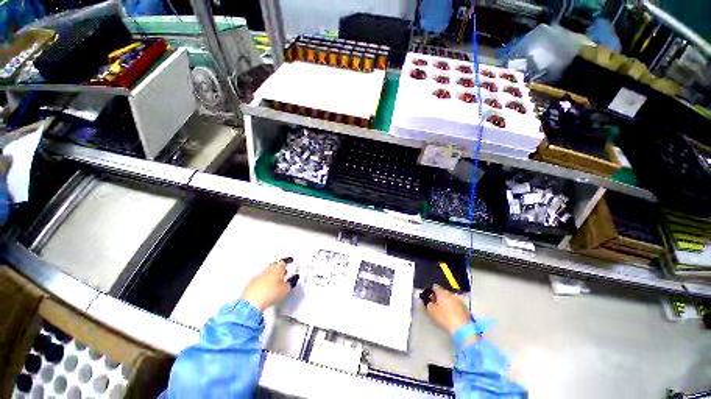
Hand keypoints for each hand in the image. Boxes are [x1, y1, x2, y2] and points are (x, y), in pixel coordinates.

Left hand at [240, 259, 297, 311]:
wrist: (250, 303)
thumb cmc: (270, 294)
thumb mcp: (285, 290)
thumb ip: (290, 283)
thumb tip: (292, 279)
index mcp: (277, 268)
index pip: (283, 262)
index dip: (287, 263)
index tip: (290, 263)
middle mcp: (267, 270)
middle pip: (274, 266)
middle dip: (279, 270)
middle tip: (284, 274)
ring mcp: (258, 276)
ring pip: (267, 273)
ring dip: (271, 276)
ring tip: (276, 283)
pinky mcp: (250, 284)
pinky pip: (260, 280)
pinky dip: (264, 283)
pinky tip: (266, 289)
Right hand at [425, 286, 471, 333]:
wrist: (463, 328)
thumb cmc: (445, 318)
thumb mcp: (431, 311)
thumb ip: (426, 304)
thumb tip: (424, 301)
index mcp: (442, 292)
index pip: (434, 287)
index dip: (430, 292)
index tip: (428, 299)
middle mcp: (451, 293)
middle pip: (443, 293)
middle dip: (439, 298)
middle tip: (435, 305)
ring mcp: (459, 300)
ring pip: (450, 298)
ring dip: (446, 302)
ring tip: (443, 311)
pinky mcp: (465, 308)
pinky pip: (456, 305)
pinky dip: (453, 307)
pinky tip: (451, 315)